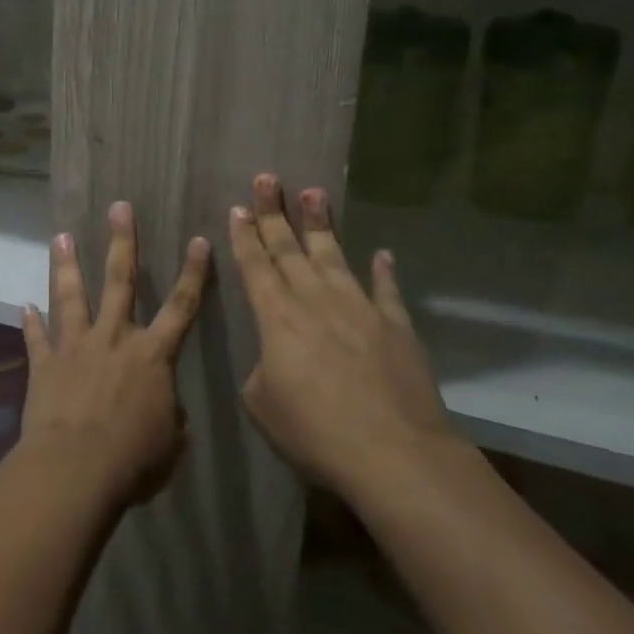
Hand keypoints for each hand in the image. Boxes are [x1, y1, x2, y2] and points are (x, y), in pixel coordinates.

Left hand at [20, 202, 210, 507]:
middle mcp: (113, 338)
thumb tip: (163, 409)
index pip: (181, 306)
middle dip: (122, 241)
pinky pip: (36, 338)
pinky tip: (23, 306)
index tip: (198, 239)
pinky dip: (30, 323)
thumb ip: (168, 416)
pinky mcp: (44, 363)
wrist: (75, 469)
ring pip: (70, 296)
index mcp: (152, 355)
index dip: (193, 273)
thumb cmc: (133, 460)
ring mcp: (75, 346)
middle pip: (120, 280)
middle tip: (118, 207)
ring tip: (60, 237)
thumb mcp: (170, 443)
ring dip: (66, 265)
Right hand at [229, 175, 461, 509]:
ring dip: (321, 224)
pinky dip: (383, 271)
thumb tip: (274, 359)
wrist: (394, 454)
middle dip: (273, 212)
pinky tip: (382, 254)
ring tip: (314, 192)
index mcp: (276, 317)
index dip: (244, 236)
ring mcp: (358, 308)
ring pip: (334, 255)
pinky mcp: (395, 325)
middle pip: (288, 248)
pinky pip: (386, 290)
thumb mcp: (262, 405)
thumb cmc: (315, 432)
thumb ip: (261, 371)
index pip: (254, 265)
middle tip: (266, 179)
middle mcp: (314, 300)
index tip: (237, 208)